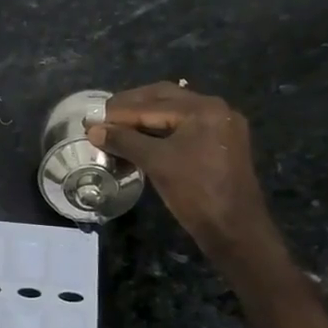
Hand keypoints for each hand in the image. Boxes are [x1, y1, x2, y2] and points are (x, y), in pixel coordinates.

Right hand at [87, 82, 284, 267]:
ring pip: (174, 112)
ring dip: (145, 117)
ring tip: (117, 127)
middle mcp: (215, 109)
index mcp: (202, 108)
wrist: (235, 229)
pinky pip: (185, 127)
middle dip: (131, 107)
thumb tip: (93, 130)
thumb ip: (124, 141)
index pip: (150, 104)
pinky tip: (142, 138)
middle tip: (103, 117)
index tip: (91, 119)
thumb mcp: (156, 163)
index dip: (118, 112)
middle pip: (164, 99)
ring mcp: (221, 126)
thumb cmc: (195, 192)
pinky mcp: (221, 143)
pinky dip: (161, 129)